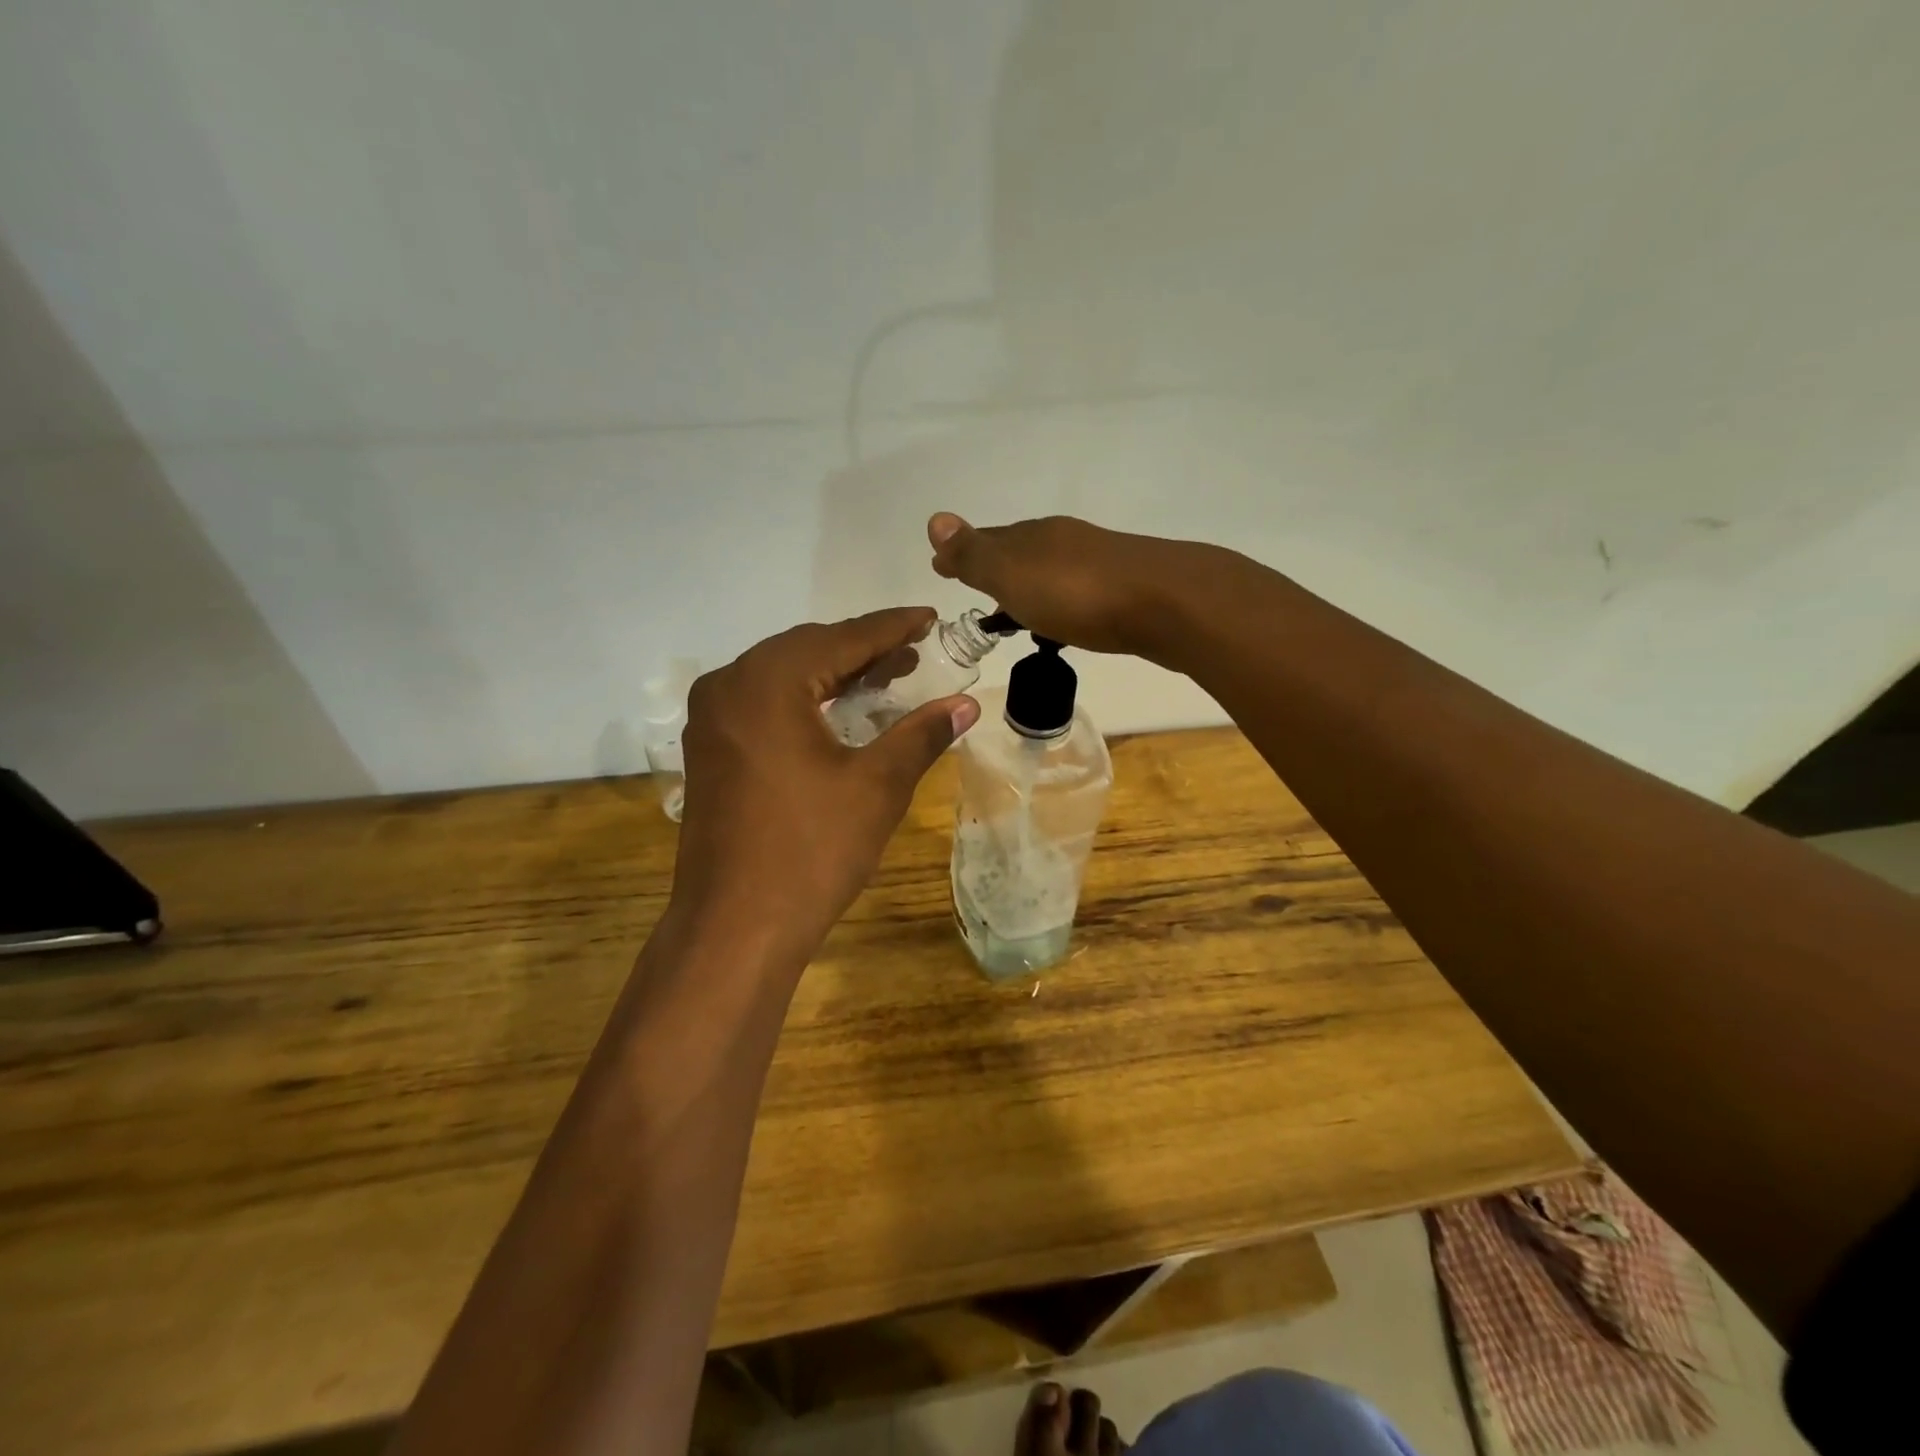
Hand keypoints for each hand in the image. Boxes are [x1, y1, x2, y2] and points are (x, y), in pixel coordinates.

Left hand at [668, 609, 980, 968]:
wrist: (735, 928)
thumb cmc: (811, 851)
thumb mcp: (877, 786)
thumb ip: (921, 734)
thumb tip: (965, 703)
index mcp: (767, 681)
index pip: (842, 638)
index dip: (891, 627)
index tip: (928, 617)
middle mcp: (728, 686)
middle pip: (807, 650)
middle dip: (863, 650)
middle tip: (914, 652)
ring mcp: (711, 719)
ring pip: (783, 677)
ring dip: (834, 674)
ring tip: (886, 678)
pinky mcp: (709, 750)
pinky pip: (763, 704)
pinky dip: (805, 700)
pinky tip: (837, 712)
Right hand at [927, 513, 1208, 659]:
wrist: (1168, 604)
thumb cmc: (1078, 593)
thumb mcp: (1013, 574)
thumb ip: (975, 554)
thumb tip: (934, 519)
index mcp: (1033, 536)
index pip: (987, 540)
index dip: (962, 554)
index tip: (940, 568)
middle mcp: (1064, 542)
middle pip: (1019, 552)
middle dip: (994, 568)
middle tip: (975, 590)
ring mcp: (1098, 563)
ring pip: (1049, 571)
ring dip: (1028, 587)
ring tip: (1014, 613)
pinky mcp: (1125, 589)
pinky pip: (1076, 592)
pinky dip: (1058, 603)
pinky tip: (1063, 621)